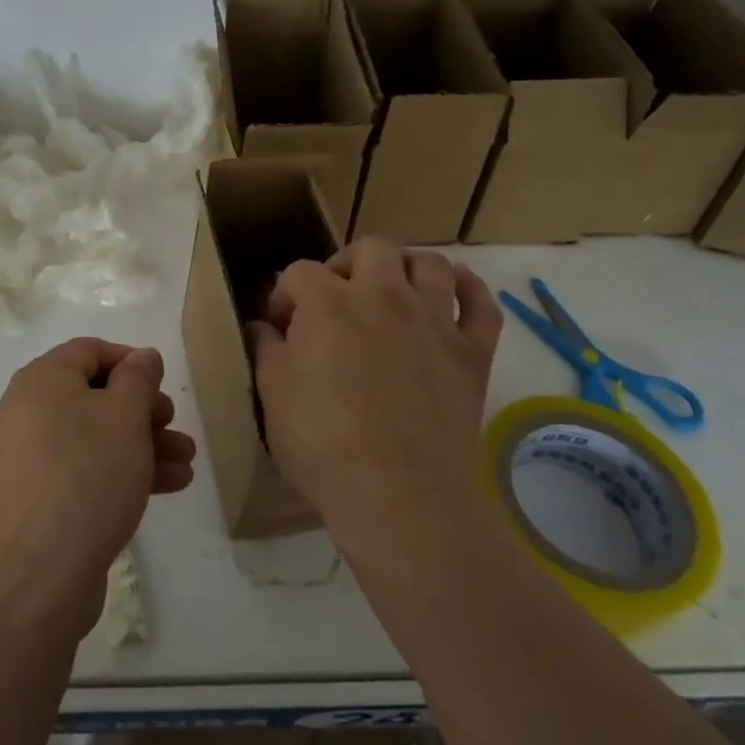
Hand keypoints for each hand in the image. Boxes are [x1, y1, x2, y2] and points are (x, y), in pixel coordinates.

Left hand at [0, 338, 195, 637]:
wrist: (36, 579)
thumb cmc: (87, 477)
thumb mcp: (125, 416)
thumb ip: (138, 378)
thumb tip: (142, 357)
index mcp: (40, 381)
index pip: (89, 350)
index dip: (130, 360)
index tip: (163, 382)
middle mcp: (25, 411)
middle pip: (93, 396)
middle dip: (142, 410)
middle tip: (174, 427)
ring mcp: (26, 458)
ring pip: (92, 436)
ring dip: (140, 444)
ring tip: (185, 464)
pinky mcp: (34, 498)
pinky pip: (81, 469)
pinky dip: (118, 470)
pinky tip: (165, 488)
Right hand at [246, 240, 502, 561]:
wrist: (399, 496)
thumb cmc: (322, 443)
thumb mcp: (271, 393)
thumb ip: (264, 348)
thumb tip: (262, 327)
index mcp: (328, 303)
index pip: (299, 273)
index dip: (285, 295)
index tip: (281, 327)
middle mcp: (384, 296)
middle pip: (371, 248)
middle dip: (346, 264)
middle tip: (336, 299)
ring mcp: (434, 322)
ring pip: (430, 264)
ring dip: (407, 268)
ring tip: (392, 292)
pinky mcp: (472, 353)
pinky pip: (481, 305)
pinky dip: (469, 290)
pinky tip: (455, 292)